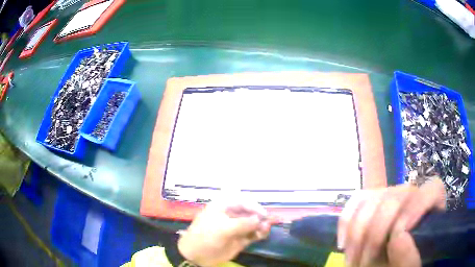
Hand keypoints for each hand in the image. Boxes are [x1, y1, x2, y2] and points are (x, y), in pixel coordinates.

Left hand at [178, 199, 270, 266]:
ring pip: (253, 223)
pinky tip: (262, 234)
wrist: (197, 255)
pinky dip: (259, 233)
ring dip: (261, 225)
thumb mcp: (223, 228)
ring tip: (265, 229)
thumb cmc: (206, 237)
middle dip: (259, 216)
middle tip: (266, 223)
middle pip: (250, 212)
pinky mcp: (239, 239)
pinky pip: (252, 234)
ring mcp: (236, 227)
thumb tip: (259, 219)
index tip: (263, 214)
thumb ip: (242, 223)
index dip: (254, 206)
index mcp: (223, 206)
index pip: (242, 201)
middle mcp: (231, 215)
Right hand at [338, 178, 445, 266]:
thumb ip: (409, 256)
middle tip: (365, 263)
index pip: (431, 190)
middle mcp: (413, 194)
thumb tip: (397, 237)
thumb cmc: (403, 265)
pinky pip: (356, 201)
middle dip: (376, 234)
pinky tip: (344, 244)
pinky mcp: (371, 199)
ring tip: (353, 259)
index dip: (416, 208)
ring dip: (357, 234)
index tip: (396, 238)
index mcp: (432, 205)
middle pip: (395, 198)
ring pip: (372, 199)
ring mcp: (391, 194)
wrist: (387, 265)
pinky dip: (346, 222)